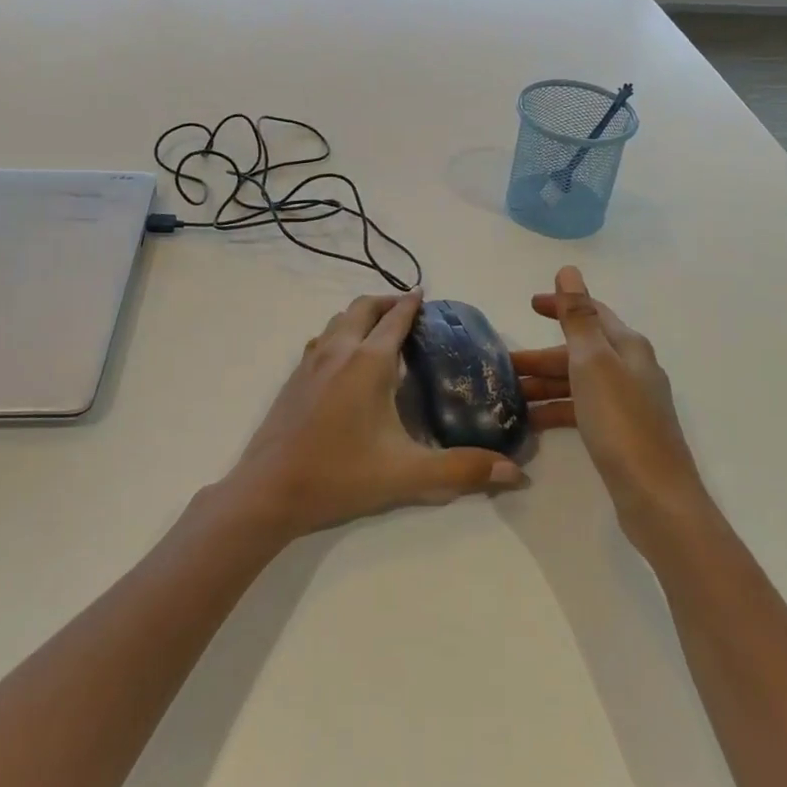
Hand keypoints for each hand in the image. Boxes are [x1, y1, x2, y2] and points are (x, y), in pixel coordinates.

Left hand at [223, 291, 528, 540]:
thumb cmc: (341, 475)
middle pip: (363, 307)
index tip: (426, 296)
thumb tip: (517, 473)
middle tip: (407, 310)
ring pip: (338, 319)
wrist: (269, 490)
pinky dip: (339, 333)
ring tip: (378, 329)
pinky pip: (322, 338)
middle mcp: (339, 350)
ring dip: (360, 314)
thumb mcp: (407, 475)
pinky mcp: (293, 377)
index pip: (395, 319)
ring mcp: (311, 361)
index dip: (412, 304)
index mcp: (368, 362)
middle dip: (386, 302)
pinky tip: (344, 359)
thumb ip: (462, 470)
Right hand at [514, 266, 706, 536]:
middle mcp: (631, 370)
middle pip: (581, 351)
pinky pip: (581, 411)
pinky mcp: (621, 435)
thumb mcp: (592, 362)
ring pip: (578, 383)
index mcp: (628, 347)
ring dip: (545, 385)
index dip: (561, 305)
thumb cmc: (621, 422)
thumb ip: (578, 317)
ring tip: (509, 396)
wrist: (656, 498)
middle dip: (543, 356)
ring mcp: (628, 404)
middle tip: (505, 365)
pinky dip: (556, 411)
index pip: (591, 314)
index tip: (529, 305)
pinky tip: (530, 423)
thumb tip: (569, 270)